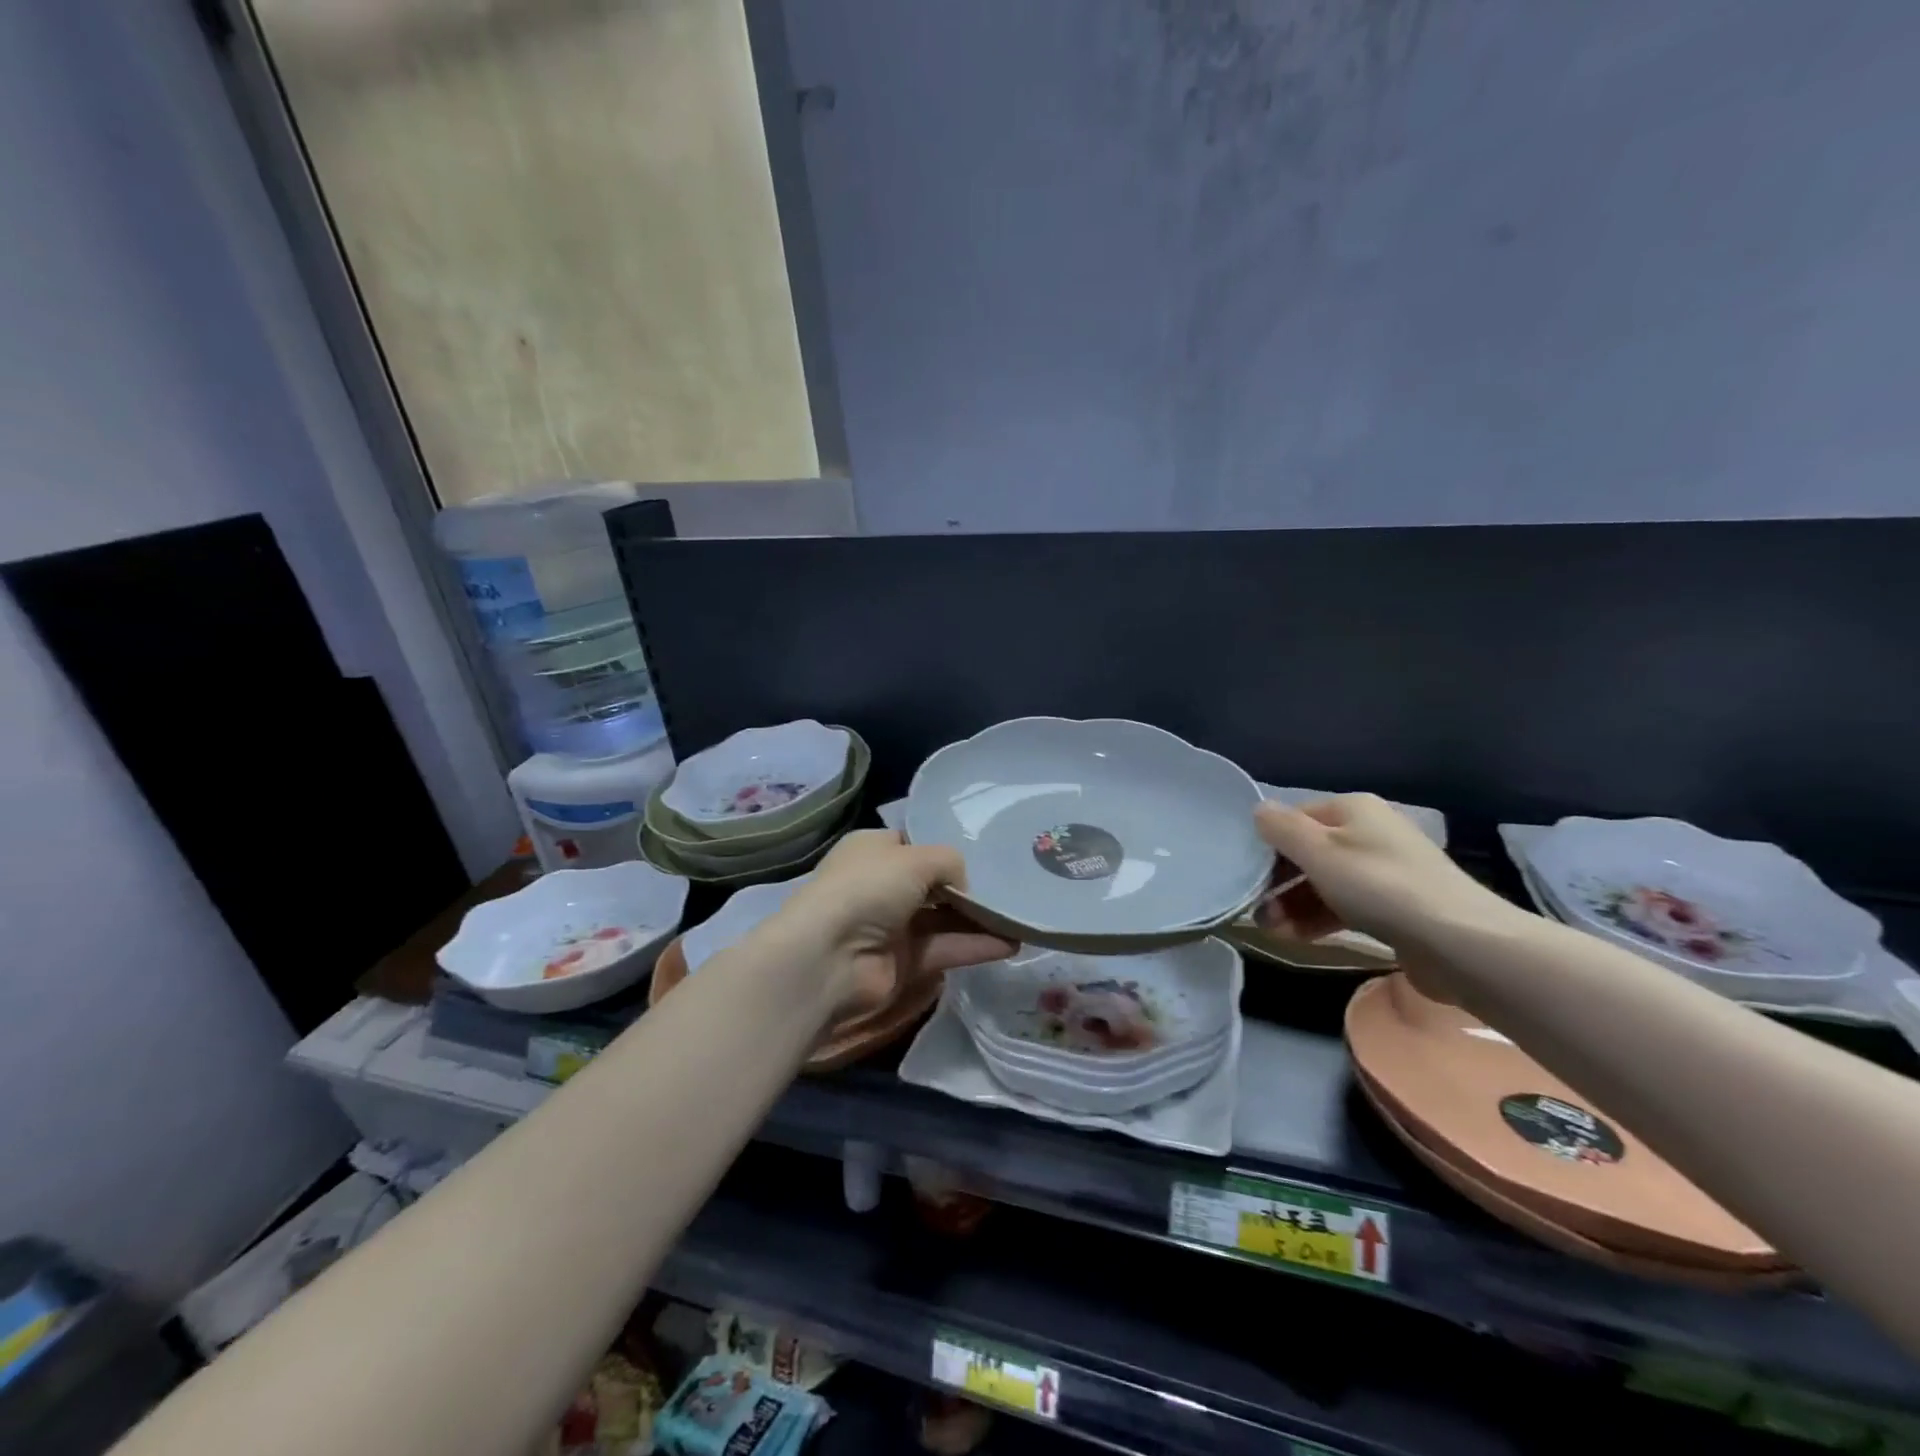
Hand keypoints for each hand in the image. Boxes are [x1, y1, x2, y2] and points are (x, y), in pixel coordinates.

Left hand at [775, 830, 1017, 1018]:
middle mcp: (881, 885)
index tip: (983, 853)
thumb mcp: (915, 858)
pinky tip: (1011, 943)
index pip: (915, 845)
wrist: (829, 958)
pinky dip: (975, 946)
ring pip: (944, 918)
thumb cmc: (867, 889)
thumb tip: (963, 887)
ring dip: (979, 919)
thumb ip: (950, 863)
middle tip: (1011, 888)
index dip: (945, 849)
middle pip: (934, 884)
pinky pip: (946, 948)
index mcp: (873, 850)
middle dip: (969, 887)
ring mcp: (892, 926)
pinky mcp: (904, 962)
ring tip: (1020, 917)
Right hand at [1252, 795, 1511, 950]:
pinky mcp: (1396, 908)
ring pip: (1325, 883)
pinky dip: (1319, 919)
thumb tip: (1258, 810)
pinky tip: (1297, 938)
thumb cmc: (1378, 886)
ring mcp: (1385, 872)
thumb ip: (1281, 828)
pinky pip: (1346, 907)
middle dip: (1278, 881)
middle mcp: (1370, 833)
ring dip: (1293, 904)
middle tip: (1255, 910)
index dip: (1268, 844)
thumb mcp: (1318, 851)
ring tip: (1272, 931)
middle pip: (1309, 852)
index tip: (1246, 874)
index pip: (1295, 818)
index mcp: (1353, 809)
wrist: (1459, 943)